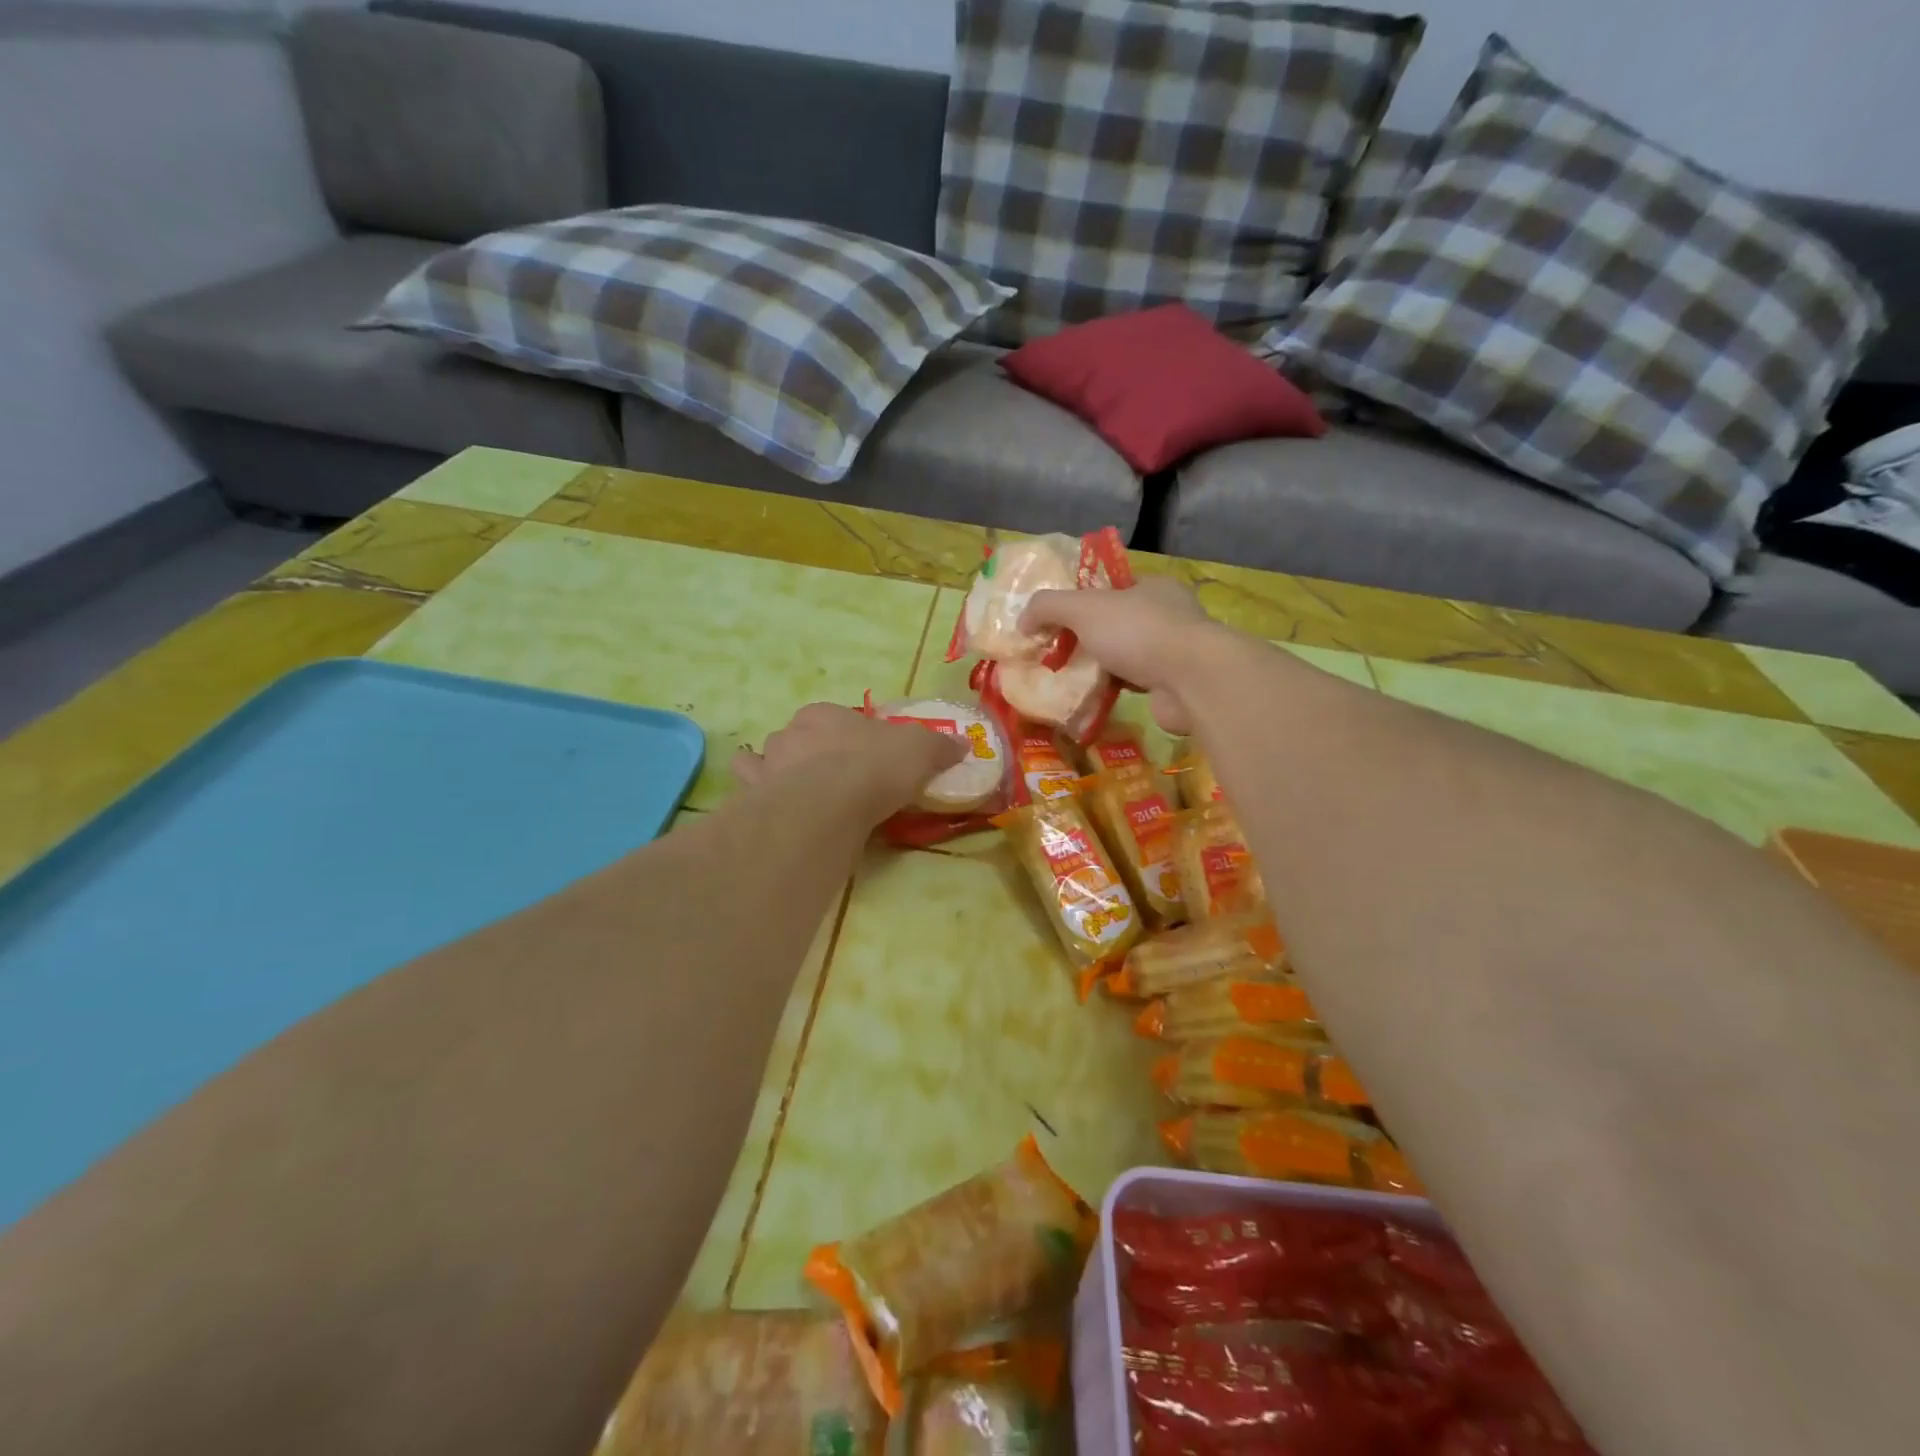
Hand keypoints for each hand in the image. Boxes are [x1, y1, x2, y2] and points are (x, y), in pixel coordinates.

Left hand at [732, 703, 964, 818]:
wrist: (829, 802)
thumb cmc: (875, 766)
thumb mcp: (920, 752)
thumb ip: (939, 747)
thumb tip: (963, 744)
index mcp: (826, 715)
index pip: (835, 719)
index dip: (849, 737)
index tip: (863, 757)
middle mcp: (790, 732)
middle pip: (799, 738)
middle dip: (810, 753)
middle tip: (833, 779)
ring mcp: (768, 764)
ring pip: (767, 761)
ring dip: (778, 772)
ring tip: (797, 794)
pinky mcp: (753, 796)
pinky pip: (750, 790)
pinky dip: (757, 796)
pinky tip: (771, 809)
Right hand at [1020, 576, 1217, 733]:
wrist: (1191, 681)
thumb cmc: (1138, 632)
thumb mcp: (1084, 608)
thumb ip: (1048, 607)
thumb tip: (1022, 621)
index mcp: (1153, 587)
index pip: (1112, 588)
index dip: (1081, 601)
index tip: (1055, 620)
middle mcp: (1168, 615)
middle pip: (1116, 623)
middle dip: (1086, 638)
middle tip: (1055, 653)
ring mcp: (1174, 652)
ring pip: (1125, 656)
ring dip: (1099, 667)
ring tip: (1067, 679)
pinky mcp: (1174, 685)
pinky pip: (1134, 684)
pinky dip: (1113, 690)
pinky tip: (1090, 698)